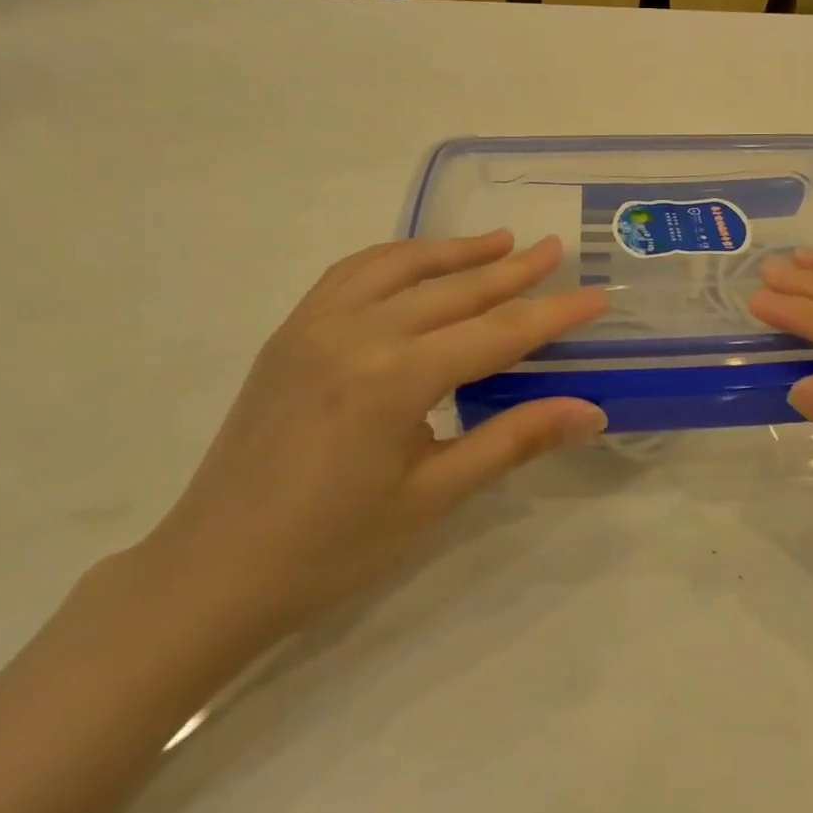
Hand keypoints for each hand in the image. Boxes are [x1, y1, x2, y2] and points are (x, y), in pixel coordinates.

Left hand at [138, 233, 607, 645]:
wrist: (213, 571)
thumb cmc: (332, 547)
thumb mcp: (434, 495)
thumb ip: (514, 440)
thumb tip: (591, 411)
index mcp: (396, 378)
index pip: (497, 334)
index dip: (554, 315)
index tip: (598, 295)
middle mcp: (357, 333)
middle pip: (454, 290)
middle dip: (512, 270)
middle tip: (555, 249)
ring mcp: (316, 325)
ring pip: (400, 267)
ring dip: (454, 252)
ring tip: (499, 241)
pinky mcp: (290, 331)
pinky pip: (351, 273)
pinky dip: (395, 258)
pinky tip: (418, 264)